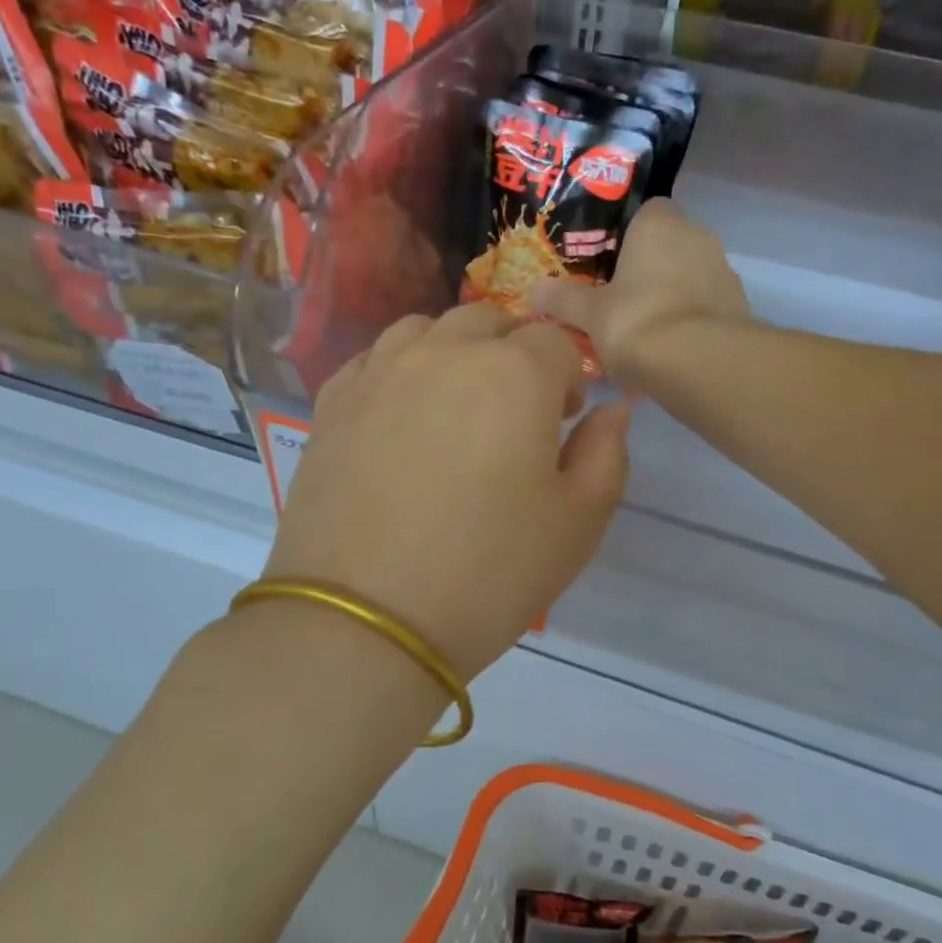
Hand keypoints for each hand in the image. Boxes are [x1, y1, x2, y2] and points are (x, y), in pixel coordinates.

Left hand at [264, 304, 630, 681]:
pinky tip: (401, 416)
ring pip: (425, 329)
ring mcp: (378, 374)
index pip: (554, 342)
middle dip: (514, 352)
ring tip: (456, 406)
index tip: (565, 420)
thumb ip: (606, 454)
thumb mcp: (577, 523)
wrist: (366, 621)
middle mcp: (443, 354)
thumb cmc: (489, 574)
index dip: (568, 377)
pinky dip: (399, 370)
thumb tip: (610, 411)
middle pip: (488, 321)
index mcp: (513, 374)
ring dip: (453, 351)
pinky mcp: (331, 405)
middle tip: (516, 412)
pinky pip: (373, 360)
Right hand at [530, 199, 749, 382]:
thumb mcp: (589, 313)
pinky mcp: (738, 306)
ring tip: (644, 332)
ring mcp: (724, 271)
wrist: (698, 363)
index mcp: (660, 224)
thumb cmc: (636, 321)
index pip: (647, 211)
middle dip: (648, 269)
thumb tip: (533, 292)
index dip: (627, 234)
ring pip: (690, 277)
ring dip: (671, 296)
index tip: (609, 262)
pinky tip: (670, 351)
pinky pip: (706, 307)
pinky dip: (690, 322)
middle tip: (620, 300)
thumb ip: (562, 299)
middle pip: (669, 245)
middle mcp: (698, 236)